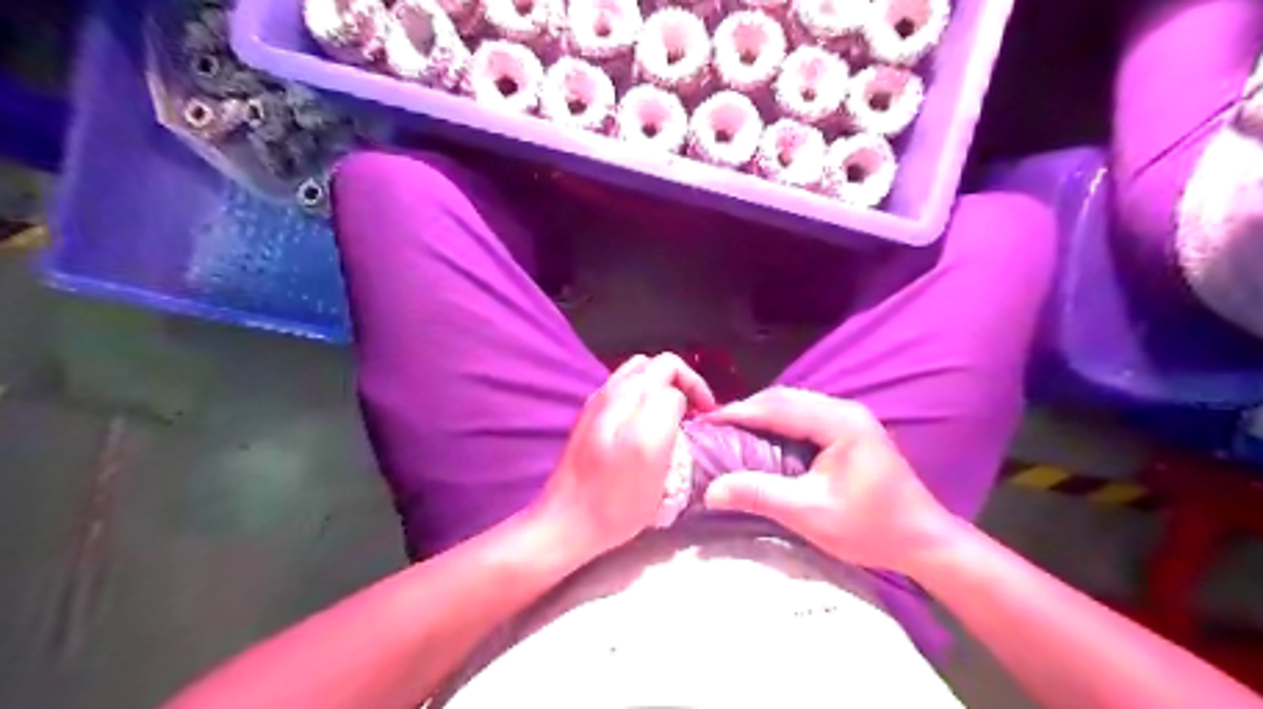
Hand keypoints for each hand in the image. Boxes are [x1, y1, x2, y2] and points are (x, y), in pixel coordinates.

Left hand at [533, 351, 713, 560]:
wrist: (566, 523)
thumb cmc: (614, 495)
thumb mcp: (649, 449)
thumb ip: (665, 408)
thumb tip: (675, 398)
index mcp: (625, 393)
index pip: (670, 366)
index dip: (696, 386)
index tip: (707, 417)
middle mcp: (608, 391)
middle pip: (652, 367)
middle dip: (679, 384)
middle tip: (694, 415)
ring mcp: (596, 408)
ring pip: (637, 382)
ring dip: (661, 393)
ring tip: (675, 422)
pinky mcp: (591, 426)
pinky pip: (625, 400)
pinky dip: (644, 406)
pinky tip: (648, 436)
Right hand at [708, 387, 964, 576]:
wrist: (924, 540)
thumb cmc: (871, 528)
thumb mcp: (810, 514)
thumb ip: (760, 495)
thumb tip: (711, 490)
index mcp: (839, 422)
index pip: (777, 407)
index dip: (738, 412)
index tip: (705, 421)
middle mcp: (844, 410)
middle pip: (784, 398)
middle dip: (746, 409)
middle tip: (713, 426)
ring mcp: (849, 417)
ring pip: (793, 404)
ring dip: (761, 414)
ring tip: (730, 430)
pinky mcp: (849, 429)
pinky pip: (803, 415)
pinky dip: (777, 422)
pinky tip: (761, 437)